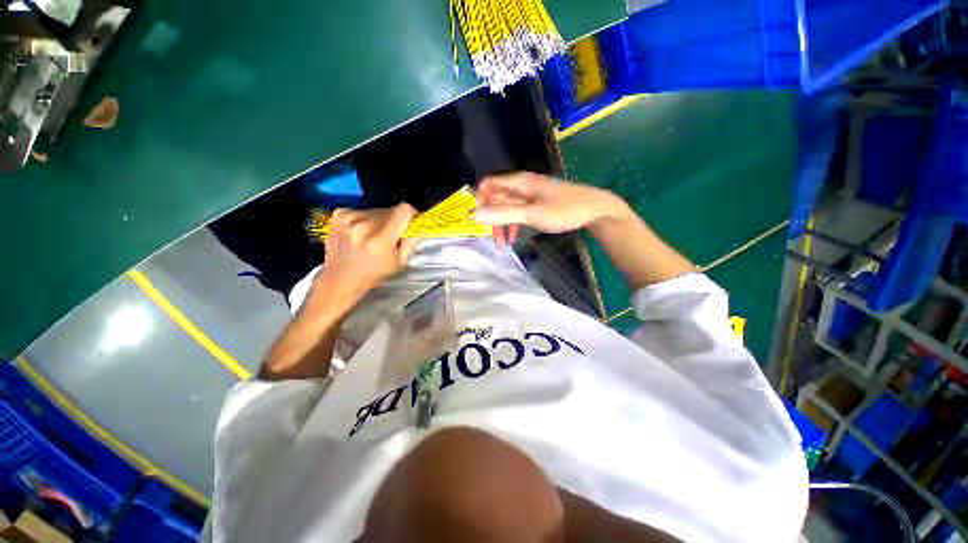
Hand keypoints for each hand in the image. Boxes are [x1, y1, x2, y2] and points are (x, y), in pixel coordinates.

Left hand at [317, 204, 421, 303]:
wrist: (340, 278)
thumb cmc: (374, 273)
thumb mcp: (400, 261)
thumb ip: (412, 241)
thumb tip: (420, 223)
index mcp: (381, 238)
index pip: (404, 210)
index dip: (412, 214)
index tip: (411, 222)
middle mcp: (364, 224)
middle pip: (391, 210)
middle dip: (396, 220)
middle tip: (391, 235)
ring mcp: (349, 218)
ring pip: (377, 210)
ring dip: (380, 220)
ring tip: (373, 236)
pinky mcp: (339, 214)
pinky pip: (363, 210)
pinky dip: (366, 219)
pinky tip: (360, 232)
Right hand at [476, 173, 629, 244]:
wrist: (596, 210)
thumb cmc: (566, 210)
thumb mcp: (533, 214)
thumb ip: (504, 214)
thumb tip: (475, 214)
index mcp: (520, 183)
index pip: (489, 184)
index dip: (480, 200)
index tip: (480, 220)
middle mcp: (522, 186)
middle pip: (496, 197)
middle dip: (491, 217)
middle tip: (493, 237)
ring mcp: (530, 195)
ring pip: (507, 207)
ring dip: (501, 224)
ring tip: (502, 243)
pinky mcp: (537, 204)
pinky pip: (518, 213)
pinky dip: (513, 224)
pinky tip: (513, 238)